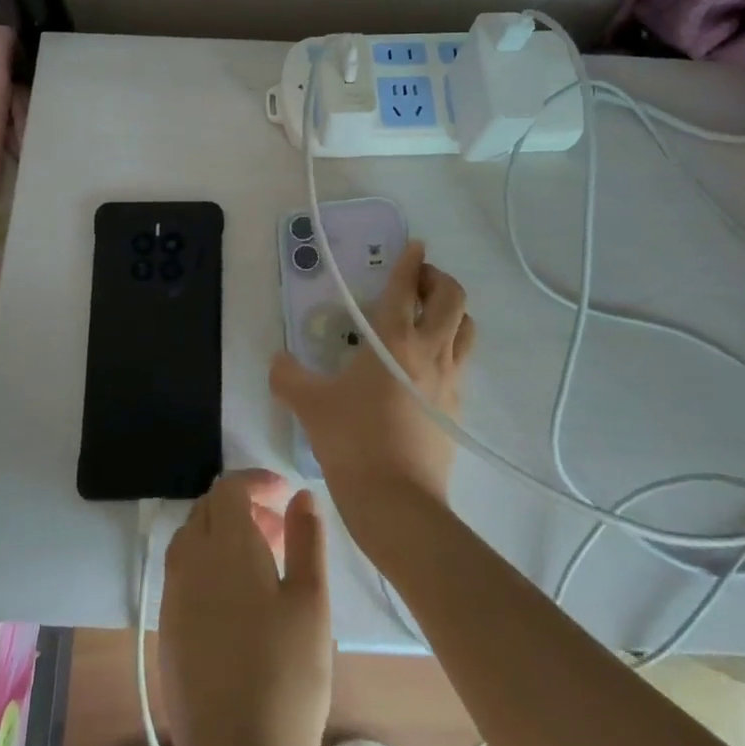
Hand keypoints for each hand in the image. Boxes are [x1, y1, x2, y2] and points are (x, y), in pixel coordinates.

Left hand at [158, 470, 331, 745]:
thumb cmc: (287, 676)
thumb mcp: (311, 601)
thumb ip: (306, 538)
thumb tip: (300, 496)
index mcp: (226, 545)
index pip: (229, 488)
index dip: (256, 481)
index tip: (285, 493)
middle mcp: (190, 560)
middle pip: (207, 509)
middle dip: (241, 506)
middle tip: (279, 529)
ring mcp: (173, 595)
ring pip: (191, 539)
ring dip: (222, 533)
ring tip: (261, 561)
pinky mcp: (167, 628)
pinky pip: (183, 572)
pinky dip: (207, 563)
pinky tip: (236, 598)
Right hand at [271, 241, 473, 550]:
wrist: (396, 502)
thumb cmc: (352, 441)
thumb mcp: (310, 405)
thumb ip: (288, 376)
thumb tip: (277, 360)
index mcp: (393, 339)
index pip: (406, 286)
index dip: (410, 260)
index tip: (415, 244)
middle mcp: (429, 349)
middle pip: (451, 296)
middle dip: (437, 279)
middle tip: (416, 282)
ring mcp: (450, 378)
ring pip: (466, 326)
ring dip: (452, 310)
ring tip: (429, 315)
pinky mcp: (457, 406)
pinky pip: (463, 361)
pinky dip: (452, 346)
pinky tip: (429, 362)